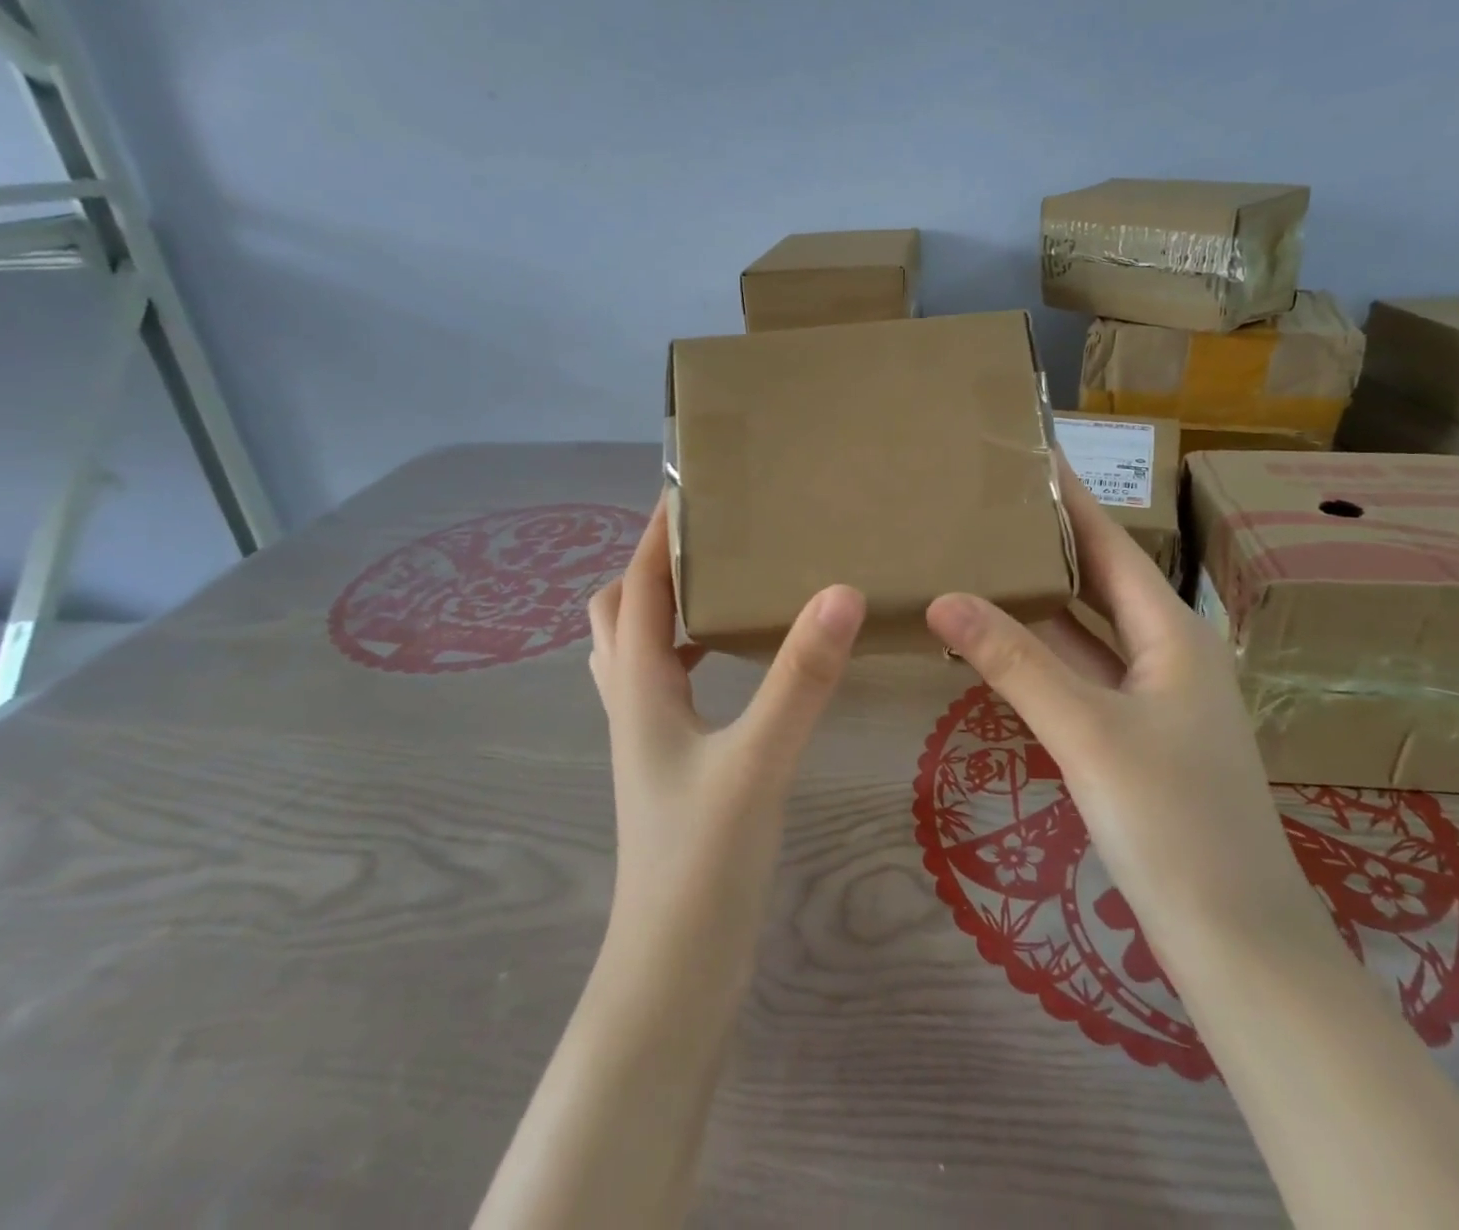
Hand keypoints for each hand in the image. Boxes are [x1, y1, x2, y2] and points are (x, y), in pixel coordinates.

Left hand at [587, 499, 865, 997]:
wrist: (674, 970)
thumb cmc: (703, 863)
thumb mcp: (757, 761)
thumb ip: (800, 678)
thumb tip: (840, 592)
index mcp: (640, 687)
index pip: (637, 588)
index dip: (656, 536)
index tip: (689, 489)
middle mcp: (632, 703)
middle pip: (618, 613)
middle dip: (651, 565)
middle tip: (708, 538)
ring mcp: (647, 737)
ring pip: (636, 650)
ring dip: (664, 608)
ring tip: (720, 585)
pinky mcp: (669, 764)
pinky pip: (664, 684)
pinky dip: (685, 652)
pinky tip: (731, 661)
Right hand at [926, 463, 1323, 970]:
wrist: (1235, 941)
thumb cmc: (1172, 821)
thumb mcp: (1087, 731)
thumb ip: (1014, 662)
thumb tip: (943, 598)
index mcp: (1173, 633)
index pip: (1111, 545)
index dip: (1072, 499)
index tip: (1031, 455)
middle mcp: (1166, 654)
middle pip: (1098, 582)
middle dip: (1047, 544)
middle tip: (984, 507)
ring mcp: (1151, 699)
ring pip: (1084, 634)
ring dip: (1037, 603)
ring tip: (978, 561)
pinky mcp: (1133, 738)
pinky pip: (1078, 677)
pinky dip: (1039, 657)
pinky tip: (996, 646)